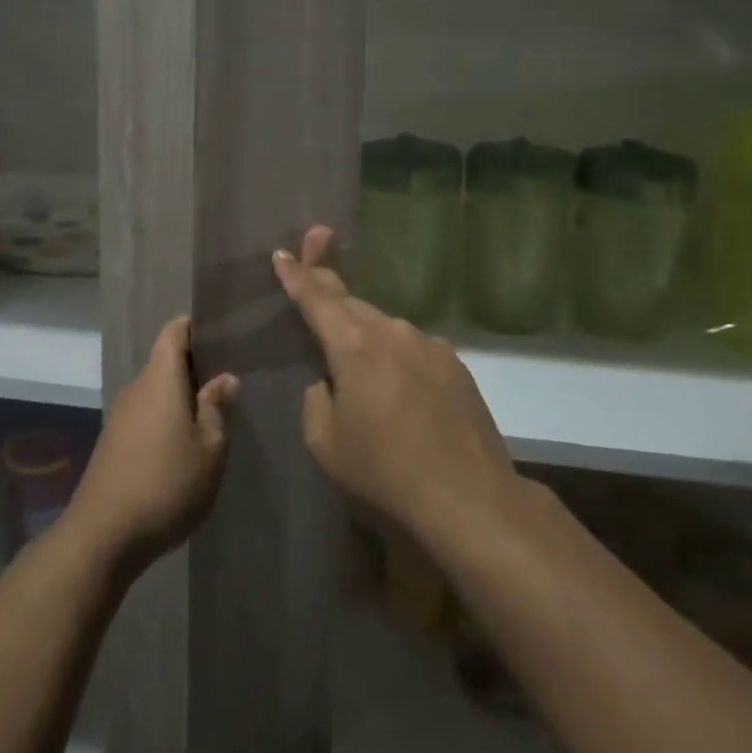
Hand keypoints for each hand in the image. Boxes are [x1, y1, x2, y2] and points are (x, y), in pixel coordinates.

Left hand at [66, 317, 238, 572]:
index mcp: (160, 379)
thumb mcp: (209, 449)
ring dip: (181, 396)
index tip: (220, 330)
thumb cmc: (166, 484)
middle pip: (165, 362)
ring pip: (156, 391)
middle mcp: (136, 389)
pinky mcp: (113, 442)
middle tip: (228, 377)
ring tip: (212, 412)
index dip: (194, 326)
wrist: (103, 536)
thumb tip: (225, 378)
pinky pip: (145, 414)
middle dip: (194, 366)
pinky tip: (184, 443)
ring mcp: (120, 416)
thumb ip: (217, 408)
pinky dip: (166, 418)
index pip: (173, 332)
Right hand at [275, 226, 514, 542]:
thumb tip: (331, 381)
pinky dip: (397, 357)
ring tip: (359, 362)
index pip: (316, 299)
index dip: (296, 275)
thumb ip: (317, 399)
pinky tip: (400, 389)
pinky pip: (414, 350)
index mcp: (353, 345)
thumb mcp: (325, 442)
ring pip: (386, 329)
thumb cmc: (383, 472)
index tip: (282, 251)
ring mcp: (430, 346)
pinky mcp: (456, 366)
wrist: (469, 500)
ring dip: (366, 334)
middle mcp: (393, 332)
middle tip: (313, 278)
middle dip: (330, 295)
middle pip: (352, 305)